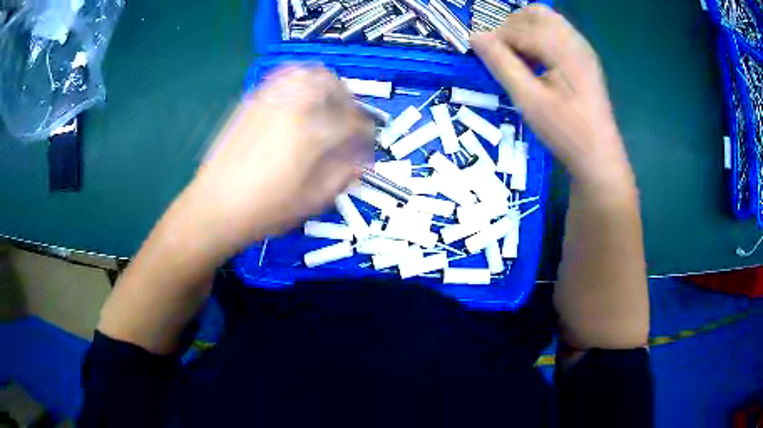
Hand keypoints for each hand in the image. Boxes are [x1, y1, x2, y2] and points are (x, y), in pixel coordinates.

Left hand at [179, 65, 373, 254]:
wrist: (215, 206)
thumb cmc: (264, 210)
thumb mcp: (311, 201)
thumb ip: (342, 177)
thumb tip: (362, 162)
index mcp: (311, 134)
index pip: (353, 123)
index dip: (366, 134)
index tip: (367, 144)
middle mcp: (293, 107)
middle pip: (332, 85)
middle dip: (348, 99)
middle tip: (349, 119)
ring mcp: (270, 99)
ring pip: (307, 73)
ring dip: (325, 84)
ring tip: (327, 103)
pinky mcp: (252, 101)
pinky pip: (281, 76)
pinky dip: (299, 79)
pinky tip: (299, 97)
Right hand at [471, 5, 633, 190]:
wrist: (599, 157)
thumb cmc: (565, 131)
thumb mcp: (529, 100)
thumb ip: (501, 64)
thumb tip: (475, 37)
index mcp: (563, 48)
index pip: (519, 27)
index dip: (497, 39)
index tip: (487, 61)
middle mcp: (574, 40)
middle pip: (534, 14)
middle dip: (511, 28)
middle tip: (505, 58)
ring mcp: (582, 48)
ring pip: (546, 20)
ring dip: (525, 31)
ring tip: (520, 60)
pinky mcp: (584, 58)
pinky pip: (557, 32)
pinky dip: (540, 39)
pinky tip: (539, 63)